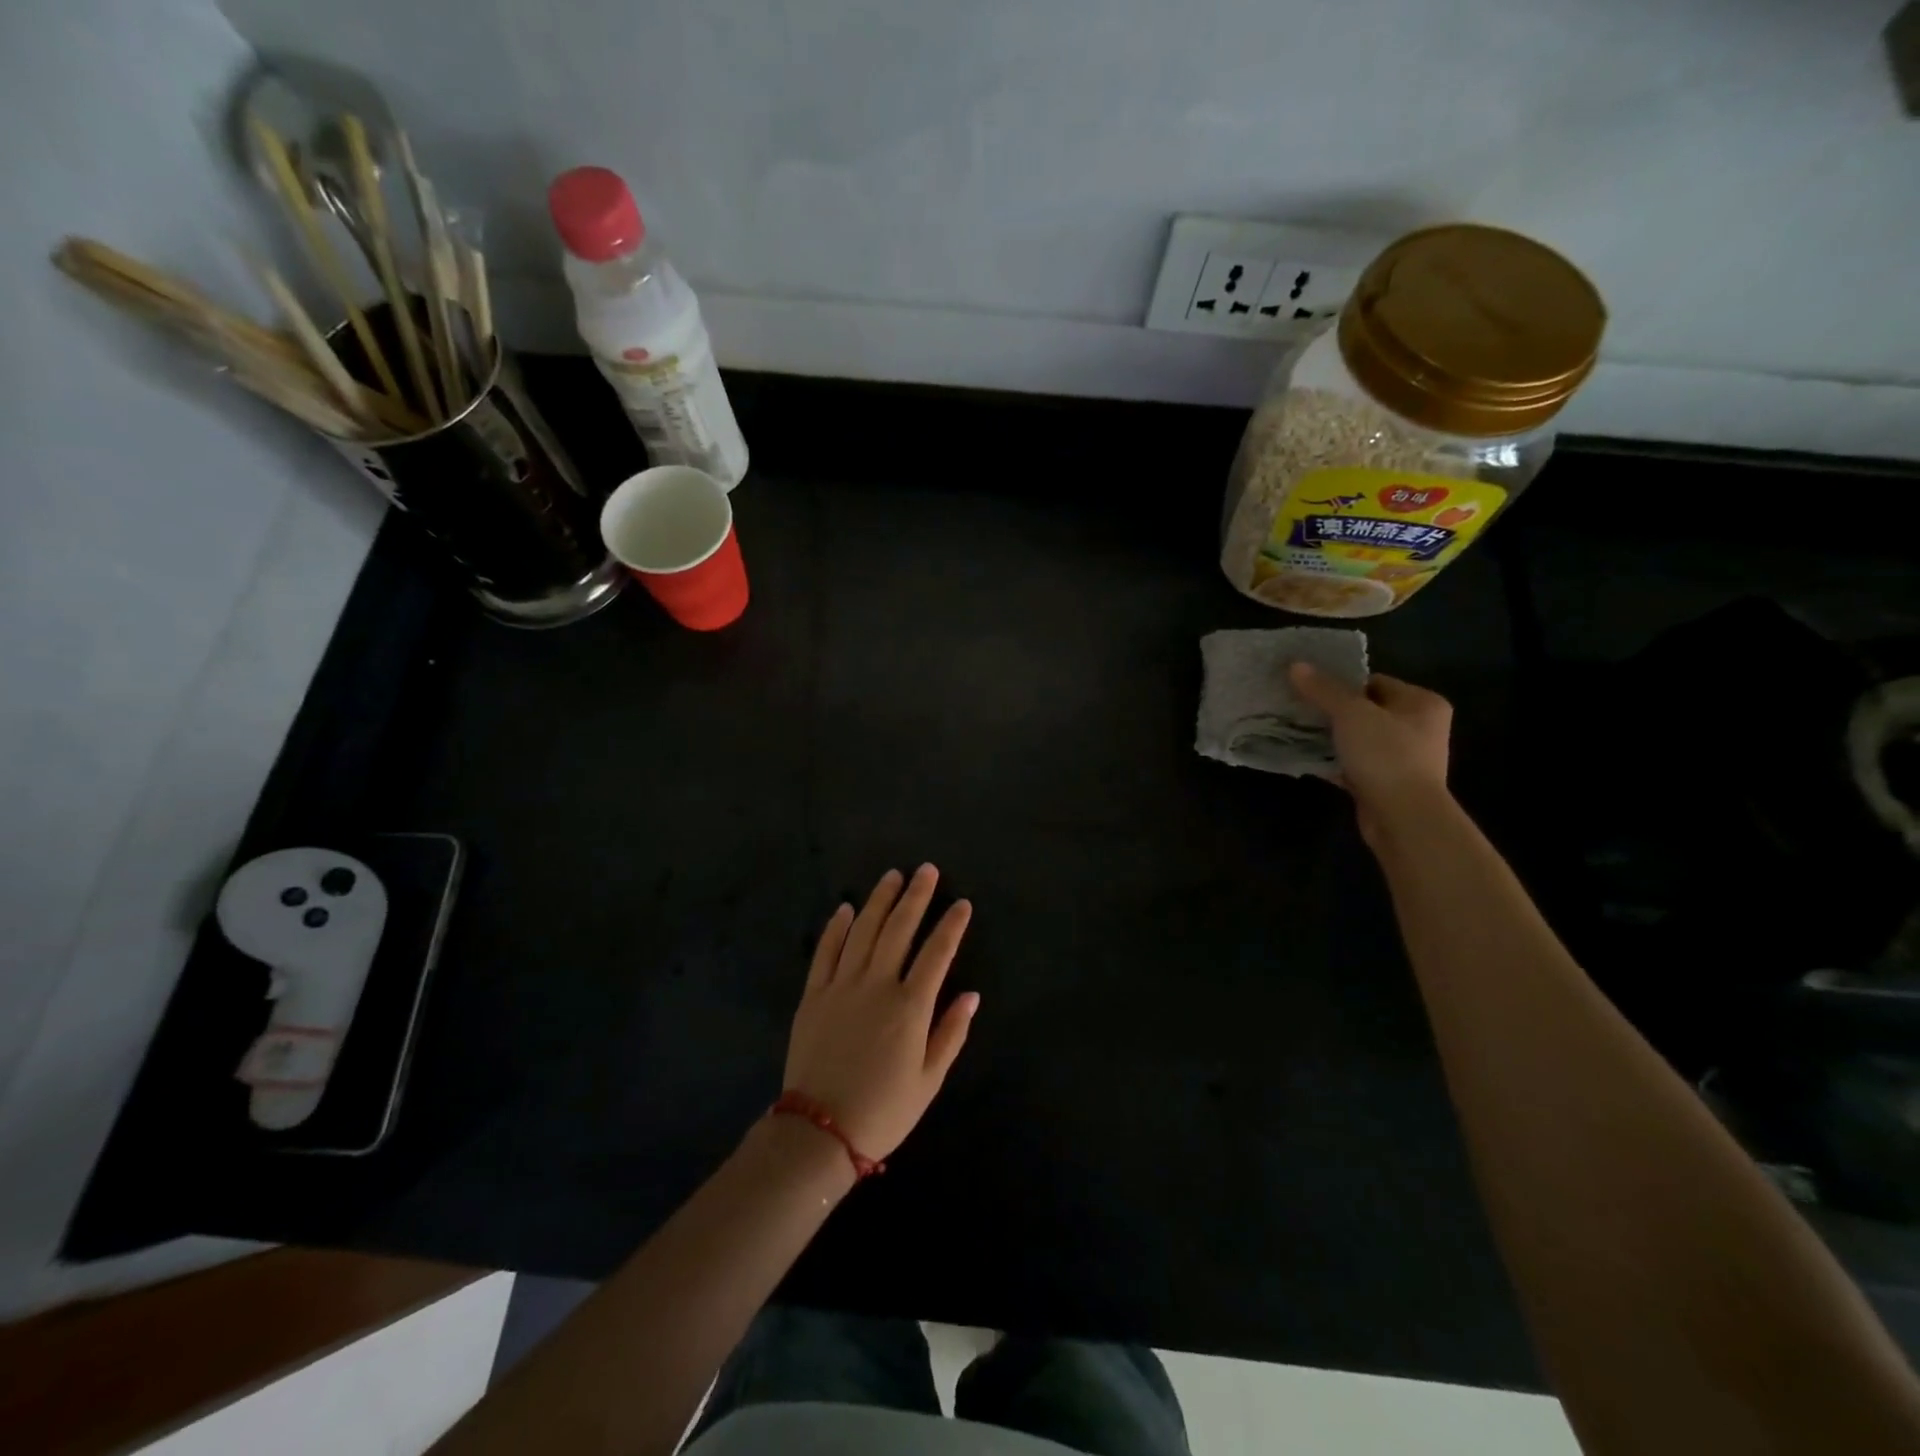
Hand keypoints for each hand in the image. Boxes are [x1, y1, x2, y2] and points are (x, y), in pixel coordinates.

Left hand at [783, 866, 978, 1160]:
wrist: (819, 1132)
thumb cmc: (883, 1110)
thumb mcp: (929, 1080)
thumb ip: (951, 1033)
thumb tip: (971, 994)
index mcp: (909, 1006)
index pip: (937, 953)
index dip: (951, 925)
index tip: (962, 903)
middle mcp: (876, 985)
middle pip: (899, 929)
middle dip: (915, 896)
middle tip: (926, 870)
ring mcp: (841, 986)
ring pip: (863, 930)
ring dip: (879, 900)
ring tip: (892, 876)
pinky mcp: (813, 994)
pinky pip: (825, 951)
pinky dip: (836, 927)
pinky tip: (845, 908)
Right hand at [1289, 664, 1453, 843]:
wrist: (1403, 817)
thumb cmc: (1386, 755)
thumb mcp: (1351, 714)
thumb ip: (1323, 689)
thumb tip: (1295, 665)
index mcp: (1421, 703)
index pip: (1374, 682)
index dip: (1341, 683)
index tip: (1308, 687)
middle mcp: (1419, 727)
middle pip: (1365, 710)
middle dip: (1332, 710)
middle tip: (1298, 707)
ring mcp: (1404, 758)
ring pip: (1358, 738)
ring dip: (1330, 737)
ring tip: (1296, 730)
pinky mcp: (1386, 782)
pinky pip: (1354, 763)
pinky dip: (1333, 761)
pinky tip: (1306, 758)